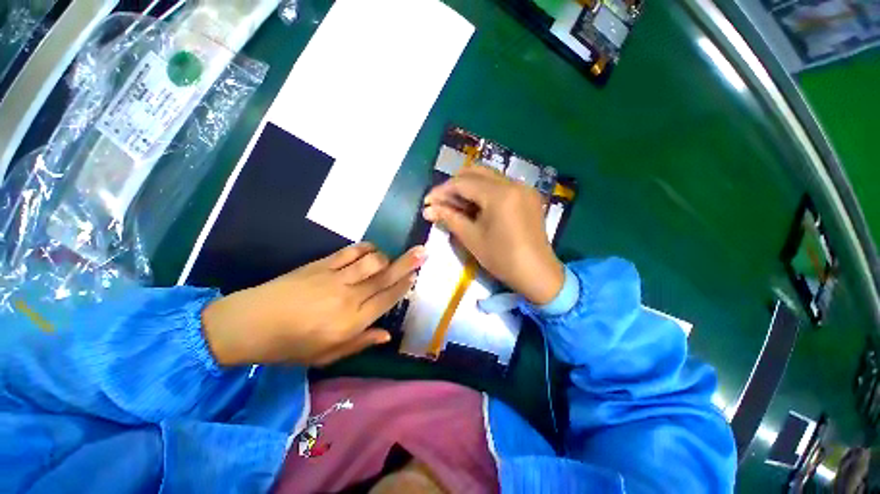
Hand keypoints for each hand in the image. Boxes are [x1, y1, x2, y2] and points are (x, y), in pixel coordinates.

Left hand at [202, 243, 425, 366]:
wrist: (248, 324)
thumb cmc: (289, 347)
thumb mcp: (326, 356)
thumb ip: (361, 343)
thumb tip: (388, 334)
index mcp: (351, 322)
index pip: (387, 299)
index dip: (404, 285)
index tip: (416, 276)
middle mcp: (349, 297)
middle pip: (385, 276)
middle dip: (407, 263)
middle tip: (422, 251)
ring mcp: (335, 278)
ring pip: (371, 260)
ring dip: (386, 256)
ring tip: (392, 257)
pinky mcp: (321, 264)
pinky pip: (350, 252)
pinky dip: (365, 248)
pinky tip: (371, 249)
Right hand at [423, 166, 563, 304]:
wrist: (537, 273)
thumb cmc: (502, 258)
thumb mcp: (472, 238)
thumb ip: (449, 218)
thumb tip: (428, 209)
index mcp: (499, 194)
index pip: (463, 183)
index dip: (442, 190)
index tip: (427, 201)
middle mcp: (513, 183)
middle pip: (476, 172)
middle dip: (454, 185)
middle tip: (441, 202)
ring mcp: (523, 188)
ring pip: (488, 177)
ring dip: (468, 187)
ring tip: (455, 205)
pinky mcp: (527, 195)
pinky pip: (500, 185)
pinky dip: (483, 191)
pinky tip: (475, 206)